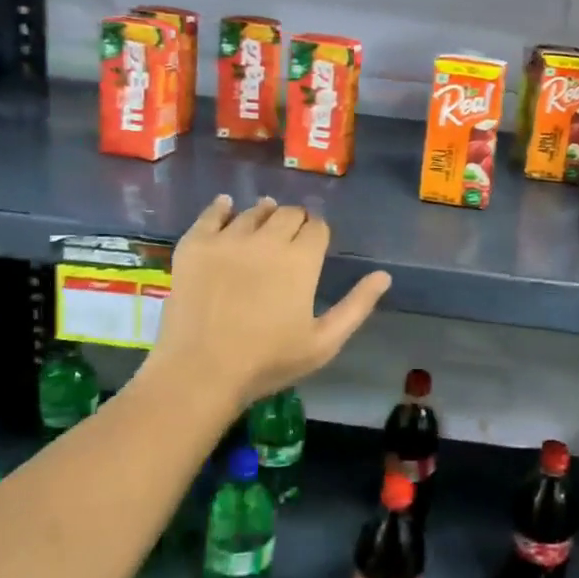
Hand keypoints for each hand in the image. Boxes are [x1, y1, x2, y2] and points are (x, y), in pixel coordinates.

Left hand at [147, 195, 390, 410]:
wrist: (200, 372)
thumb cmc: (267, 361)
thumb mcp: (323, 342)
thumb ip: (356, 306)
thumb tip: (384, 276)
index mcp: (301, 259)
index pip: (317, 227)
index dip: (318, 232)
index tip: (315, 244)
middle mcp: (267, 239)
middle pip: (288, 213)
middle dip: (295, 221)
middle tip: (290, 239)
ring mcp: (228, 239)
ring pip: (253, 211)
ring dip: (264, 214)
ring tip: (264, 222)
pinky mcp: (195, 244)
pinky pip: (211, 213)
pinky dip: (222, 207)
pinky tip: (226, 206)